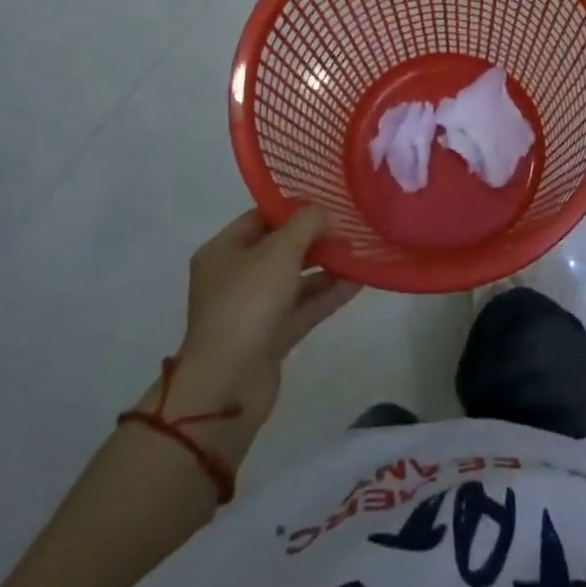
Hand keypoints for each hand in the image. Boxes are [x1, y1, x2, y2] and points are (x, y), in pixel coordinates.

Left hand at [173, 209, 361, 425]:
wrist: (228, 384)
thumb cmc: (247, 302)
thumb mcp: (280, 250)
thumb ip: (307, 223)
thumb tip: (325, 214)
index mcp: (224, 250)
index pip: (261, 217)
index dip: (294, 208)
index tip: (329, 202)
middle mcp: (235, 277)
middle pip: (280, 248)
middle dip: (315, 238)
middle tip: (350, 227)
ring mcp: (252, 309)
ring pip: (295, 280)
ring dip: (326, 267)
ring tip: (361, 252)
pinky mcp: (270, 337)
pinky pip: (303, 307)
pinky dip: (327, 295)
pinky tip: (358, 281)